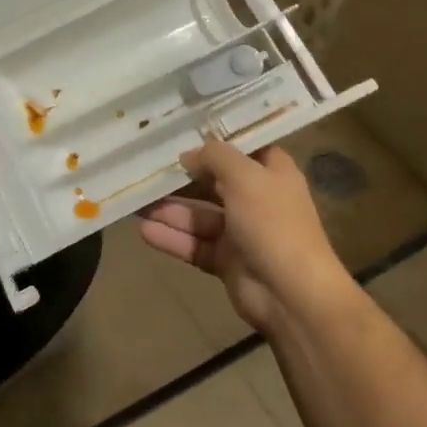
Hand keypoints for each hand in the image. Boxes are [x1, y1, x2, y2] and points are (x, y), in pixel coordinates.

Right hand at [138, 139, 350, 331]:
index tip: (180, 131)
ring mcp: (240, 232)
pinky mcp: (226, 261)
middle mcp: (256, 200)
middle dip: (180, 178)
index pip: (242, 148)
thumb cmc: (273, 224)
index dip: (214, 140)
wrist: (291, 295)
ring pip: (198, 216)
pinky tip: (144, 231)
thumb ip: (215, 156)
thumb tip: (188, 155)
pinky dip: (172, 238)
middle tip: (144, 168)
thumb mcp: (245, 176)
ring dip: (169, 210)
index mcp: (272, 174)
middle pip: (212, 182)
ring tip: (135, 203)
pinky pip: (194, 244)